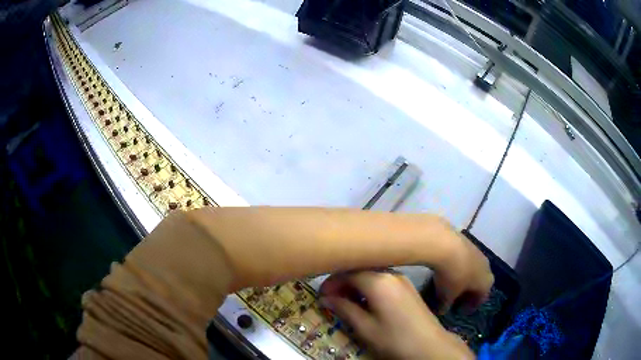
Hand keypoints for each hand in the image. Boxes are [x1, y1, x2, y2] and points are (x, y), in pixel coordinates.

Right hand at [320, 272, 474, 359]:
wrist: (430, 345)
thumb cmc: (395, 339)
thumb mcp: (365, 328)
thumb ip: (344, 309)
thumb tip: (326, 298)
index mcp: (378, 281)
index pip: (347, 272)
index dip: (331, 282)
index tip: (320, 296)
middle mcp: (391, 274)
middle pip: (360, 269)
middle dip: (342, 282)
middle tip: (330, 298)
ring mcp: (401, 279)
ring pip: (371, 274)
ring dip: (355, 284)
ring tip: (344, 301)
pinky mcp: (407, 287)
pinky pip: (382, 280)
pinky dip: (368, 287)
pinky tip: (364, 302)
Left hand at [431, 228, 493, 313]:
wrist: (446, 243)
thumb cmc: (452, 275)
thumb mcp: (446, 296)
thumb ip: (445, 306)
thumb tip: (441, 311)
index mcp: (486, 283)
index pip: (481, 298)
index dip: (470, 306)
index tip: (459, 311)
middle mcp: (487, 267)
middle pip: (479, 283)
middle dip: (468, 292)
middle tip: (455, 298)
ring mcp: (479, 252)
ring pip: (473, 269)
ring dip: (464, 277)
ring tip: (449, 284)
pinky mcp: (468, 242)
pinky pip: (465, 259)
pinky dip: (458, 266)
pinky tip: (446, 269)